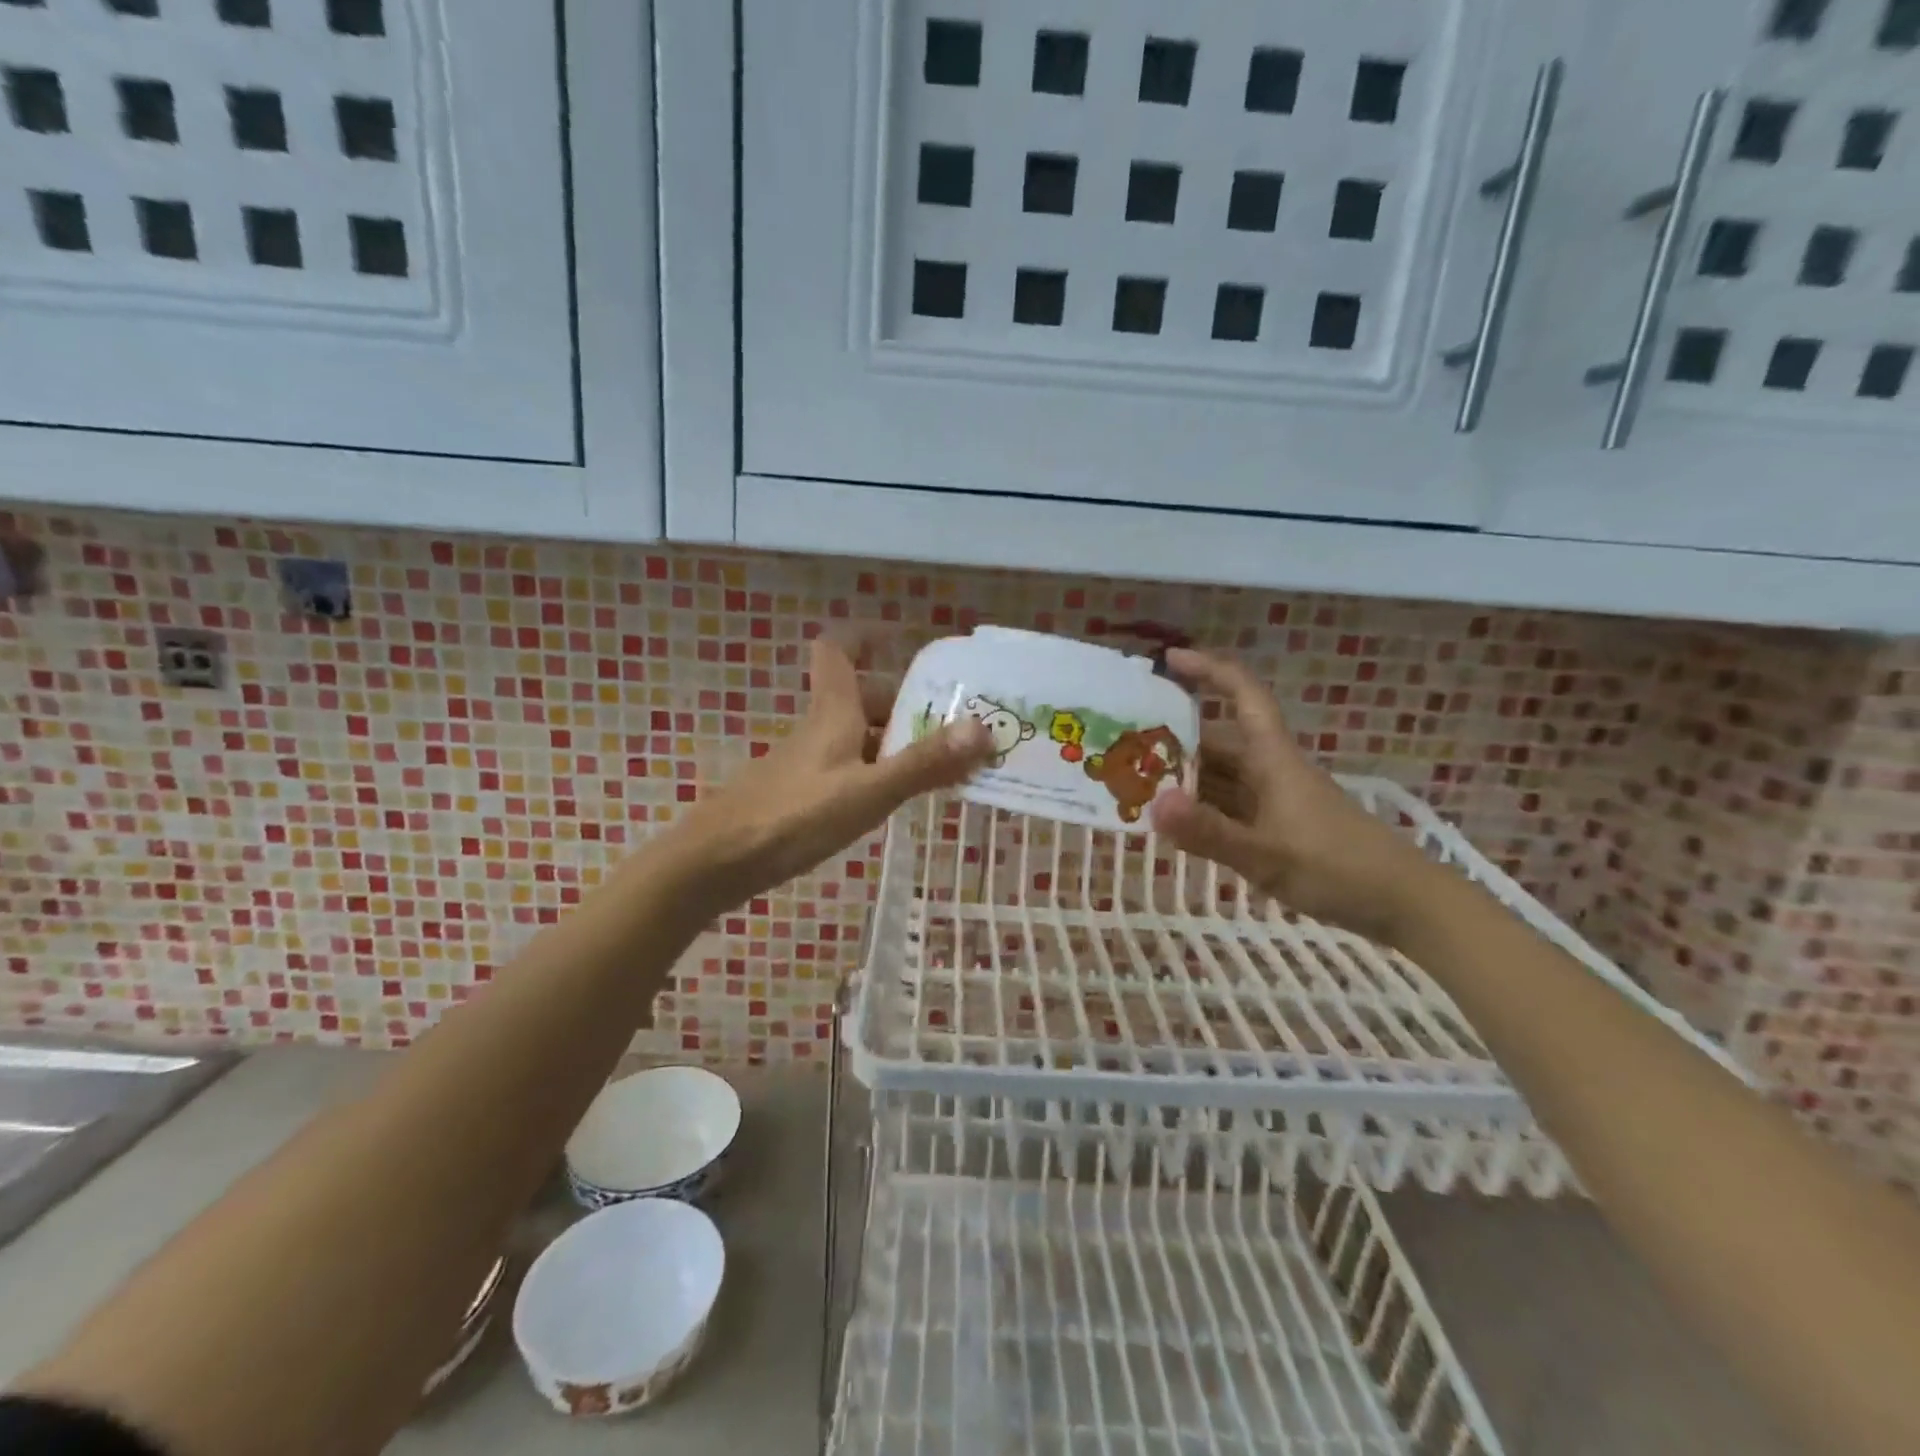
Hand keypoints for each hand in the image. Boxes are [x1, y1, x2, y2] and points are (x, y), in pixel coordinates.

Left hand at [667, 632, 992, 909]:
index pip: (839, 648)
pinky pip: (848, 767)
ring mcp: (807, 762)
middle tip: (953, 723)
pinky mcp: (800, 793)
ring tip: (942, 764)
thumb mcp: (870, 791)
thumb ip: (924, 763)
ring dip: (897, 742)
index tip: (903, 639)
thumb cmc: (796, 816)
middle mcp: (820, 728)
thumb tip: (982, 728)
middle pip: (862, 697)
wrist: (718, 862)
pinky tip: (895, 799)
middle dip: (907, 703)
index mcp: (834, 712)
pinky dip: (878, 772)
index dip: (867, 634)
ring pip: (858, 735)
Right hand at [1149, 648, 1440, 944]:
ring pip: (1222, 778)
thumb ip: (1209, 833)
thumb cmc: (1338, 868)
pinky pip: (1231, 808)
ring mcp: (1276, 801)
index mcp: (1272, 759)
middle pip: (1219, 742)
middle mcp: (1271, 771)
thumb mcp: (1266, 855)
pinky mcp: (1280, 828)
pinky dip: (1202, 811)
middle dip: (1175, 741)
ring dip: (1185, 780)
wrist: (1405, 903)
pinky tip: (1177, 826)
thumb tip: (1152, 804)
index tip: (1169, 659)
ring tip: (1136, 788)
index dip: (1208, 670)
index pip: (1243, 695)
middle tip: (1125, 748)